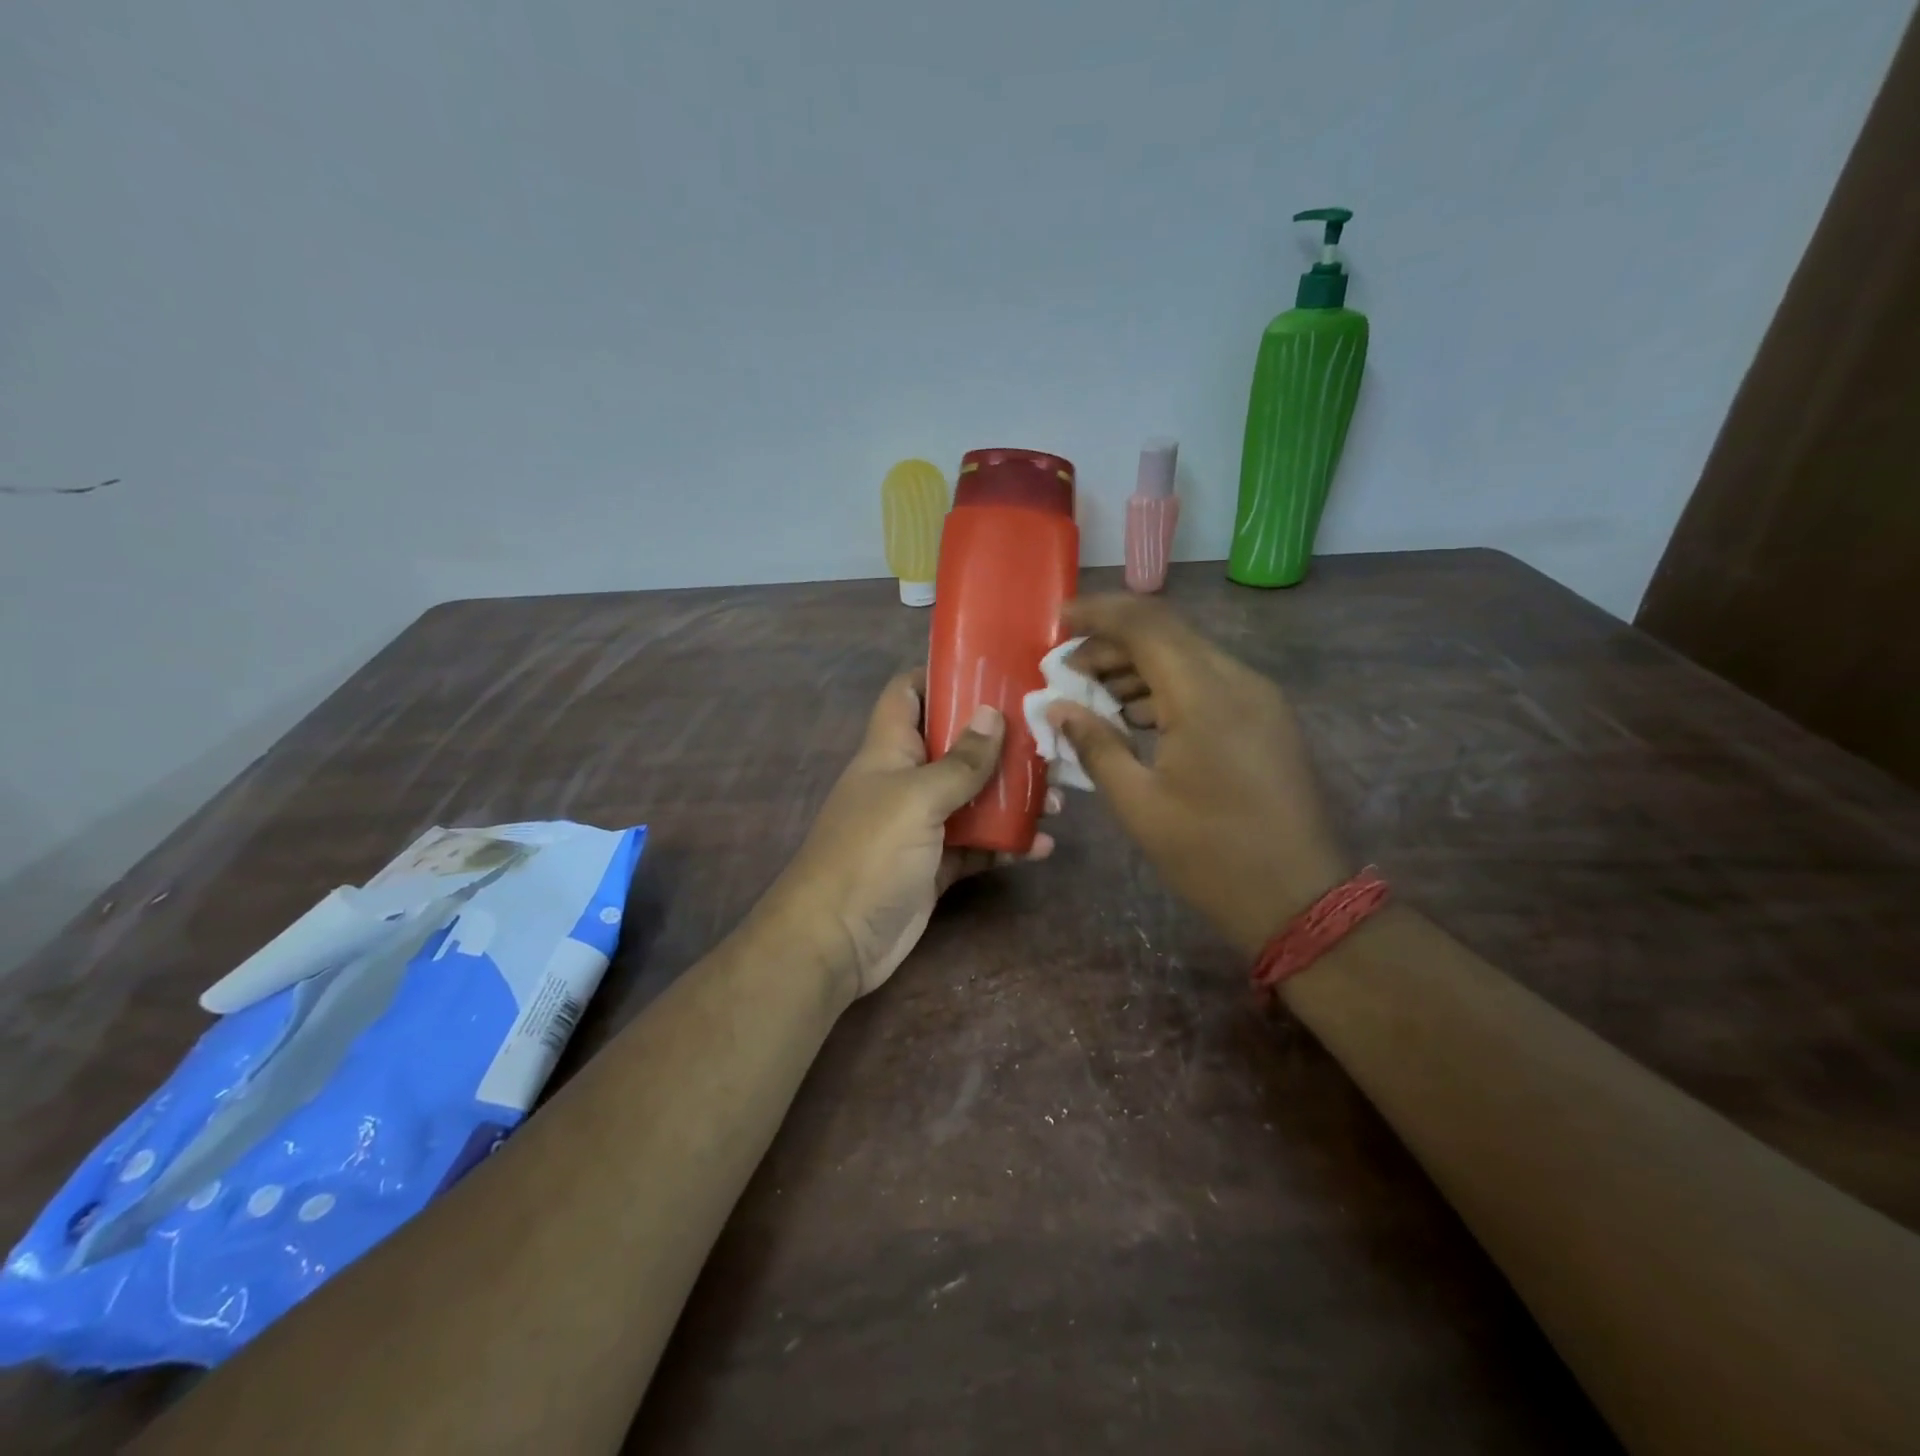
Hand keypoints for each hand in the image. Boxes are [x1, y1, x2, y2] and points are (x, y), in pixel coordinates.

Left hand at [759, 670, 1056, 1000]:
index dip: (942, 674)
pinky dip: (1007, 844)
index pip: (909, 692)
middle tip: (1049, 740)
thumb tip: (993, 714)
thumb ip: (959, 761)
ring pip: (973, 797)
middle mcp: (906, 779)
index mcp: (890, 749)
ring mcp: (922, 825)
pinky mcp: (936, 866)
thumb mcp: (916, 798)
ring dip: (1013, 797)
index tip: (993, 669)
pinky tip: (1042, 846)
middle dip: (1000, 741)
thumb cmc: (869, 853)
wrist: (836, 941)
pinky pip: (978, 846)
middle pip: (955, 745)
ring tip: (1058, 799)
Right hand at [1048, 595, 1348, 953]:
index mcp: (1206, 697)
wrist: (1300, 900)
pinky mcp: (1266, 719)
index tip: (1058, 620)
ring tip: (1093, 696)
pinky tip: (1135, 717)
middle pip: (1167, 635)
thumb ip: (1095, 746)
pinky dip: (1167, 688)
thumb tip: (1057, 708)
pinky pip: (1209, 683)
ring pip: (1189, 657)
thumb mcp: (1139, 805)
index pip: (1146, 624)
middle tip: (1067, 670)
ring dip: (1138, 666)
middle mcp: (1238, 682)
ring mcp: (1259, 699)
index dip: (1098, 613)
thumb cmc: (1211, 856)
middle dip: (1112, 644)